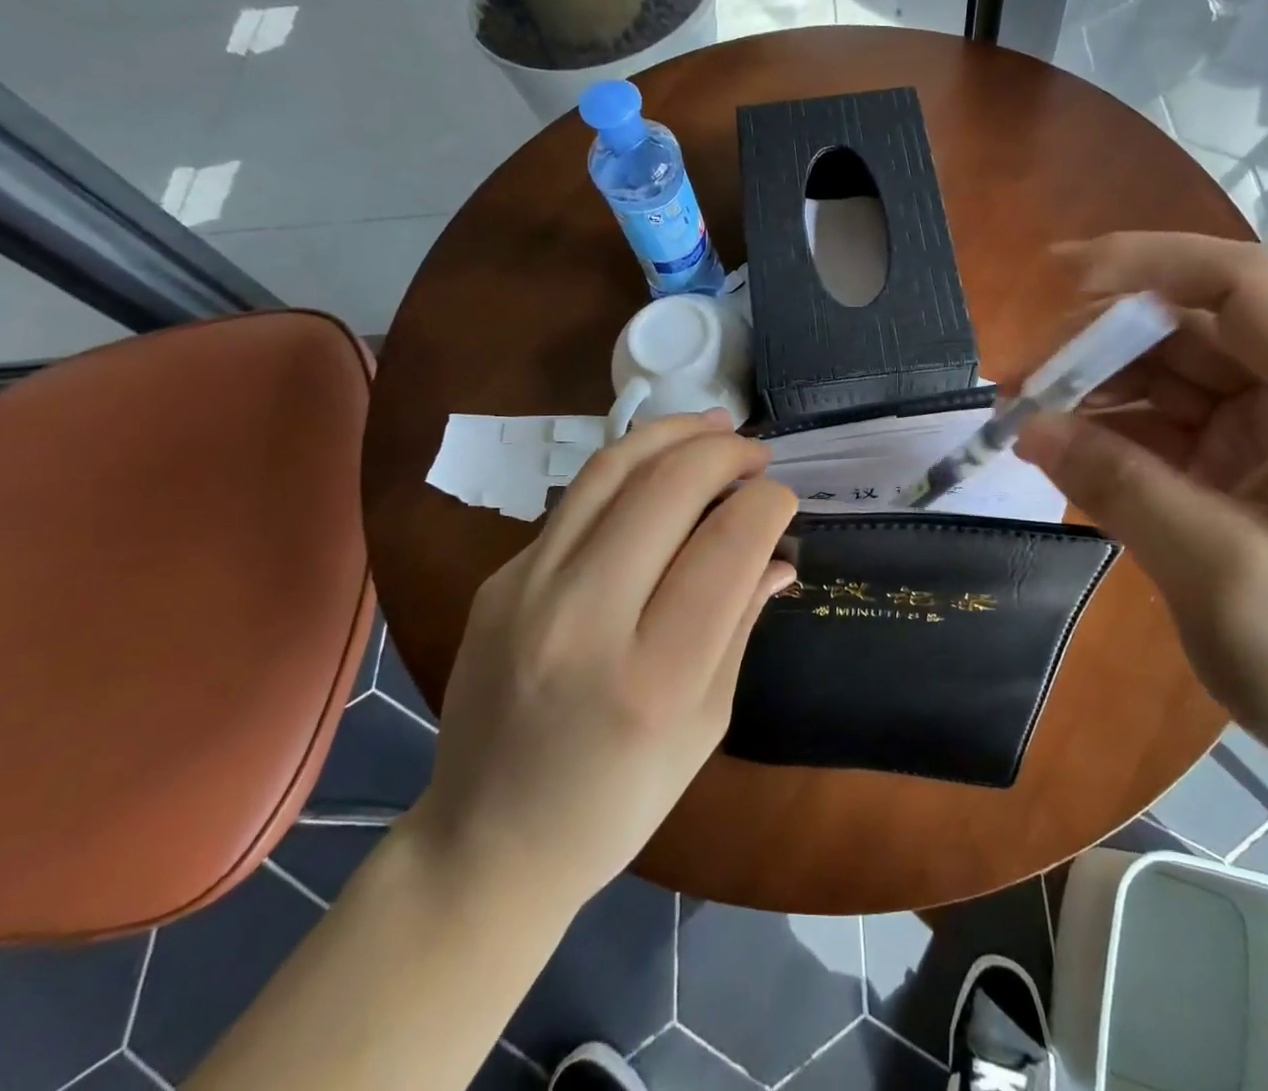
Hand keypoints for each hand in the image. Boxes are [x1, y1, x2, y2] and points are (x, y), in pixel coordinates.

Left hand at [409, 412, 796, 900]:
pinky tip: (659, 471)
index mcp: (656, 675)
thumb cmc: (618, 801)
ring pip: (612, 469)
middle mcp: (586, 618)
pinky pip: (577, 501)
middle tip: (756, 453)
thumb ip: (741, 624)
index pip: (729, 543)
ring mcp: (529, 590)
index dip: (769, 503)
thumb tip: (777, 555)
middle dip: (726, 452)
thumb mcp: (706, 724)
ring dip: (673, 433)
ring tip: (714, 426)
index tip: (783, 500)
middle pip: (669, 487)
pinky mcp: (500, 579)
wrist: (485, 841)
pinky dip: (630, 469)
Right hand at [1016, 233, 1267, 805]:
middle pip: (1193, 330)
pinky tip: (1057, 448)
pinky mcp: (1238, 475)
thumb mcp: (1221, 572)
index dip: (1151, 263)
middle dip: (1101, 342)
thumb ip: (1121, 485)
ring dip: (1094, 388)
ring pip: (1167, 378)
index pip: (1245, 286)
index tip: (1059, 277)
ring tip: (1021, 414)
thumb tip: (1028, 424)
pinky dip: (1107, 434)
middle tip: (1018, 378)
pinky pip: (1161, 430)